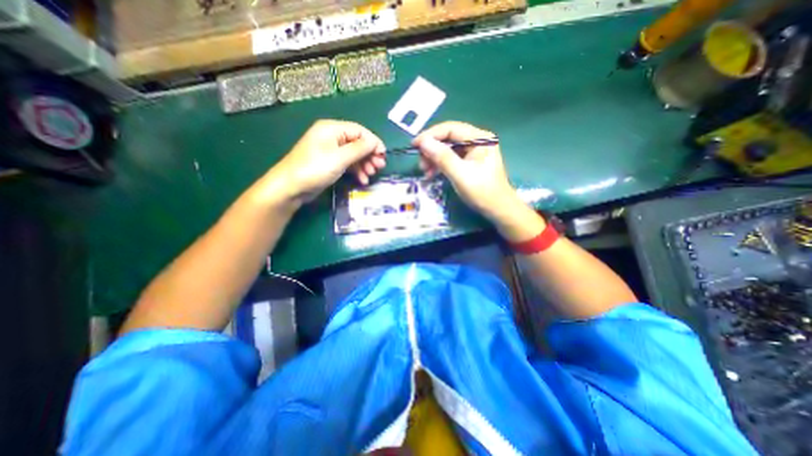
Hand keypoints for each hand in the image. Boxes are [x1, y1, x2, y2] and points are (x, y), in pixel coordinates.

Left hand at [260, 119, 385, 202]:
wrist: (291, 187)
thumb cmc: (315, 169)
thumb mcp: (340, 158)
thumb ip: (360, 149)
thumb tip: (375, 143)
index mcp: (332, 129)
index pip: (359, 131)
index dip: (373, 142)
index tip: (383, 155)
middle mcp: (332, 137)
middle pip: (358, 143)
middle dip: (370, 155)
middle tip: (379, 167)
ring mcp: (330, 151)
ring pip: (354, 154)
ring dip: (364, 164)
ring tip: (371, 174)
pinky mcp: (330, 163)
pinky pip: (348, 163)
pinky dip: (356, 170)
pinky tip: (362, 179)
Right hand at [415, 122, 541, 241]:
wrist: (497, 210)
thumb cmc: (482, 192)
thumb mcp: (460, 174)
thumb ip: (442, 157)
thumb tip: (423, 142)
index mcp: (480, 139)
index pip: (450, 129)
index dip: (430, 135)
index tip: (414, 145)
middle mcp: (477, 141)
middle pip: (448, 138)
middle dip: (432, 150)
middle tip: (421, 164)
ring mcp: (473, 152)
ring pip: (448, 149)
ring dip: (434, 158)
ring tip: (425, 171)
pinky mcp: (469, 162)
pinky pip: (451, 158)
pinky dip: (440, 165)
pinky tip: (432, 173)